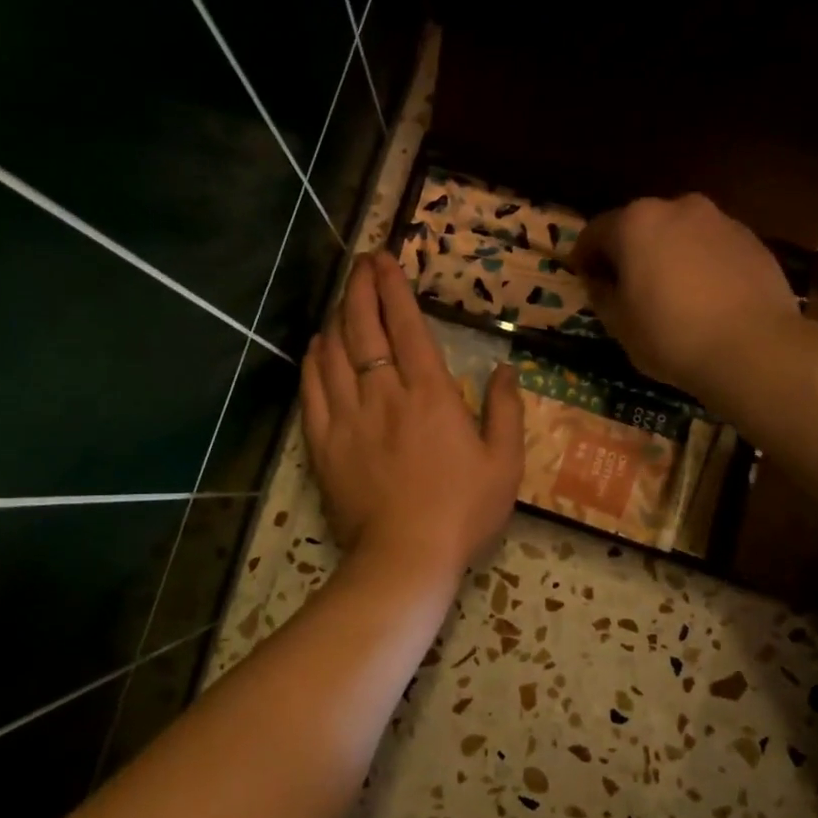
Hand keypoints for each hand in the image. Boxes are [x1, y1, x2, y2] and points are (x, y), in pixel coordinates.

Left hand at [302, 251, 524, 573]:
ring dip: (338, 318)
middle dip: (361, 288)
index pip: (406, 325)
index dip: (394, 288)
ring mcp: (347, 416)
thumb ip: (506, 410)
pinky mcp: (323, 442)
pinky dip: (312, 361)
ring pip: (333, 352)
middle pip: (363, 328)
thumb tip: (505, 368)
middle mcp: (383, 393)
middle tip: (361, 263)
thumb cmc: (462, 511)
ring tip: (343, 297)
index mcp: (429, 393)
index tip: (385, 260)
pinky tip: (317, 346)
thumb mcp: (504, 462)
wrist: (405, 557)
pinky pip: (311, 390)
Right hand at [570, 193, 800, 396]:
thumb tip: (598, 281)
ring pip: (679, 233)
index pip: (595, 232)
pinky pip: (711, 247)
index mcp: (635, 223)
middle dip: (628, 252)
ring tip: (669, 292)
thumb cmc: (671, 335)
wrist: (754, 349)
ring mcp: (720, 220)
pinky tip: (704, 296)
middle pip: (640, 226)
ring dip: (667, 254)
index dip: (583, 257)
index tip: (582, 279)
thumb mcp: (619, 324)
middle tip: (625, 285)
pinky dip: (700, 263)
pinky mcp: (752, 240)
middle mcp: (678, 207)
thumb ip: (602, 294)